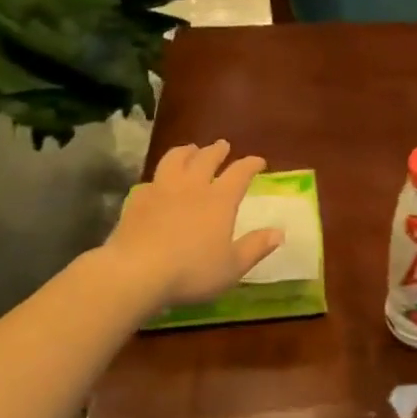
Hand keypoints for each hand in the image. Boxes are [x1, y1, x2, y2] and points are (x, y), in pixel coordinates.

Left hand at [102, 141, 283, 307]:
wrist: (137, 271)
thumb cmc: (191, 271)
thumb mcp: (232, 266)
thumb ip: (256, 247)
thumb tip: (279, 232)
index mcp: (219, 200)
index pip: (240, 173)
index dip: (251, 164)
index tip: (258, 161)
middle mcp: (192, 186)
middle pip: (206, 158)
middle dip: (217, 150)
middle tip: (222, 146)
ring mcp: (162, 189)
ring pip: (175, 159)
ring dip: (186, 151)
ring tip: (190, 149)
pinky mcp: (137, 199)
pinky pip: (151, 180)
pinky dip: (159, 177)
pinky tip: (157, 183)